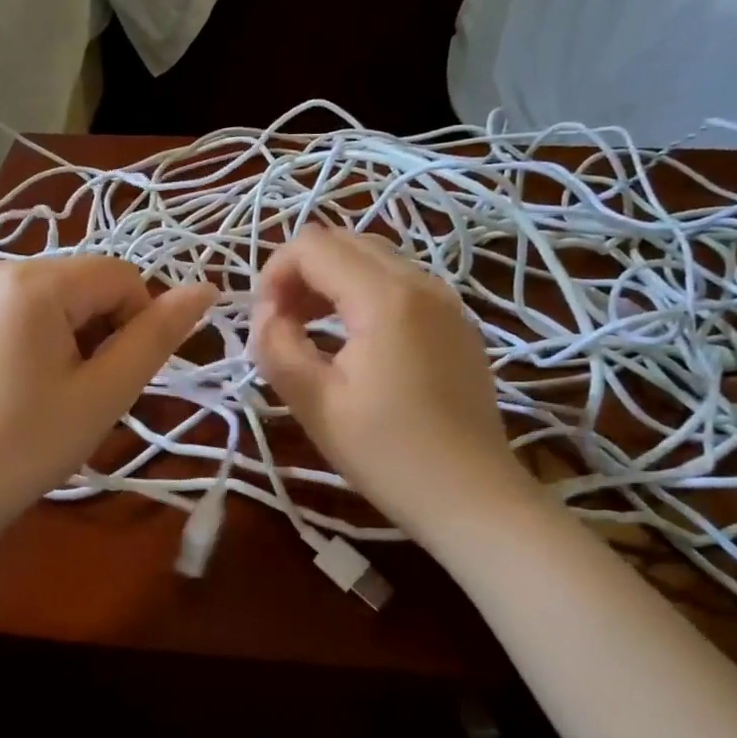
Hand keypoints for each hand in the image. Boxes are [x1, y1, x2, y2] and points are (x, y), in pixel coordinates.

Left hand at [0, 256, 216, 535]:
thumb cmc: (26, 446)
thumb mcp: (103, 393)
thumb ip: (156, 336)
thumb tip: (205, 288)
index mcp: (32, 280)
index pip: (121, 276)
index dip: (137, 324)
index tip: (117, 378)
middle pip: (88, 282)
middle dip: (103, 330)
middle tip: (86, 391)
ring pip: (60, 296)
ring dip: (76, 336)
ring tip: (56, 392)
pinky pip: (27, 307)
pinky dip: (45, 337)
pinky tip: (28, 384)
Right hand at [250, 226, 535, 543]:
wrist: (471, 497)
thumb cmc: (387, 455)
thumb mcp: (314, 404)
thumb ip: (276, 345)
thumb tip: (265, 313)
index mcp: (386, 298)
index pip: (312, 245)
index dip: (274, 274)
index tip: (265, 323)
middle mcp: (421, 282)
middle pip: (343, 240)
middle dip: (301, 272)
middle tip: (283, 324)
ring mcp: (445, 299)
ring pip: (372, 257)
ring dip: (330, 280)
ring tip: (310, 330)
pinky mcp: (456, 320)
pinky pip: (399, 281)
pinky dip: (363, 293)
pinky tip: (353, 340)